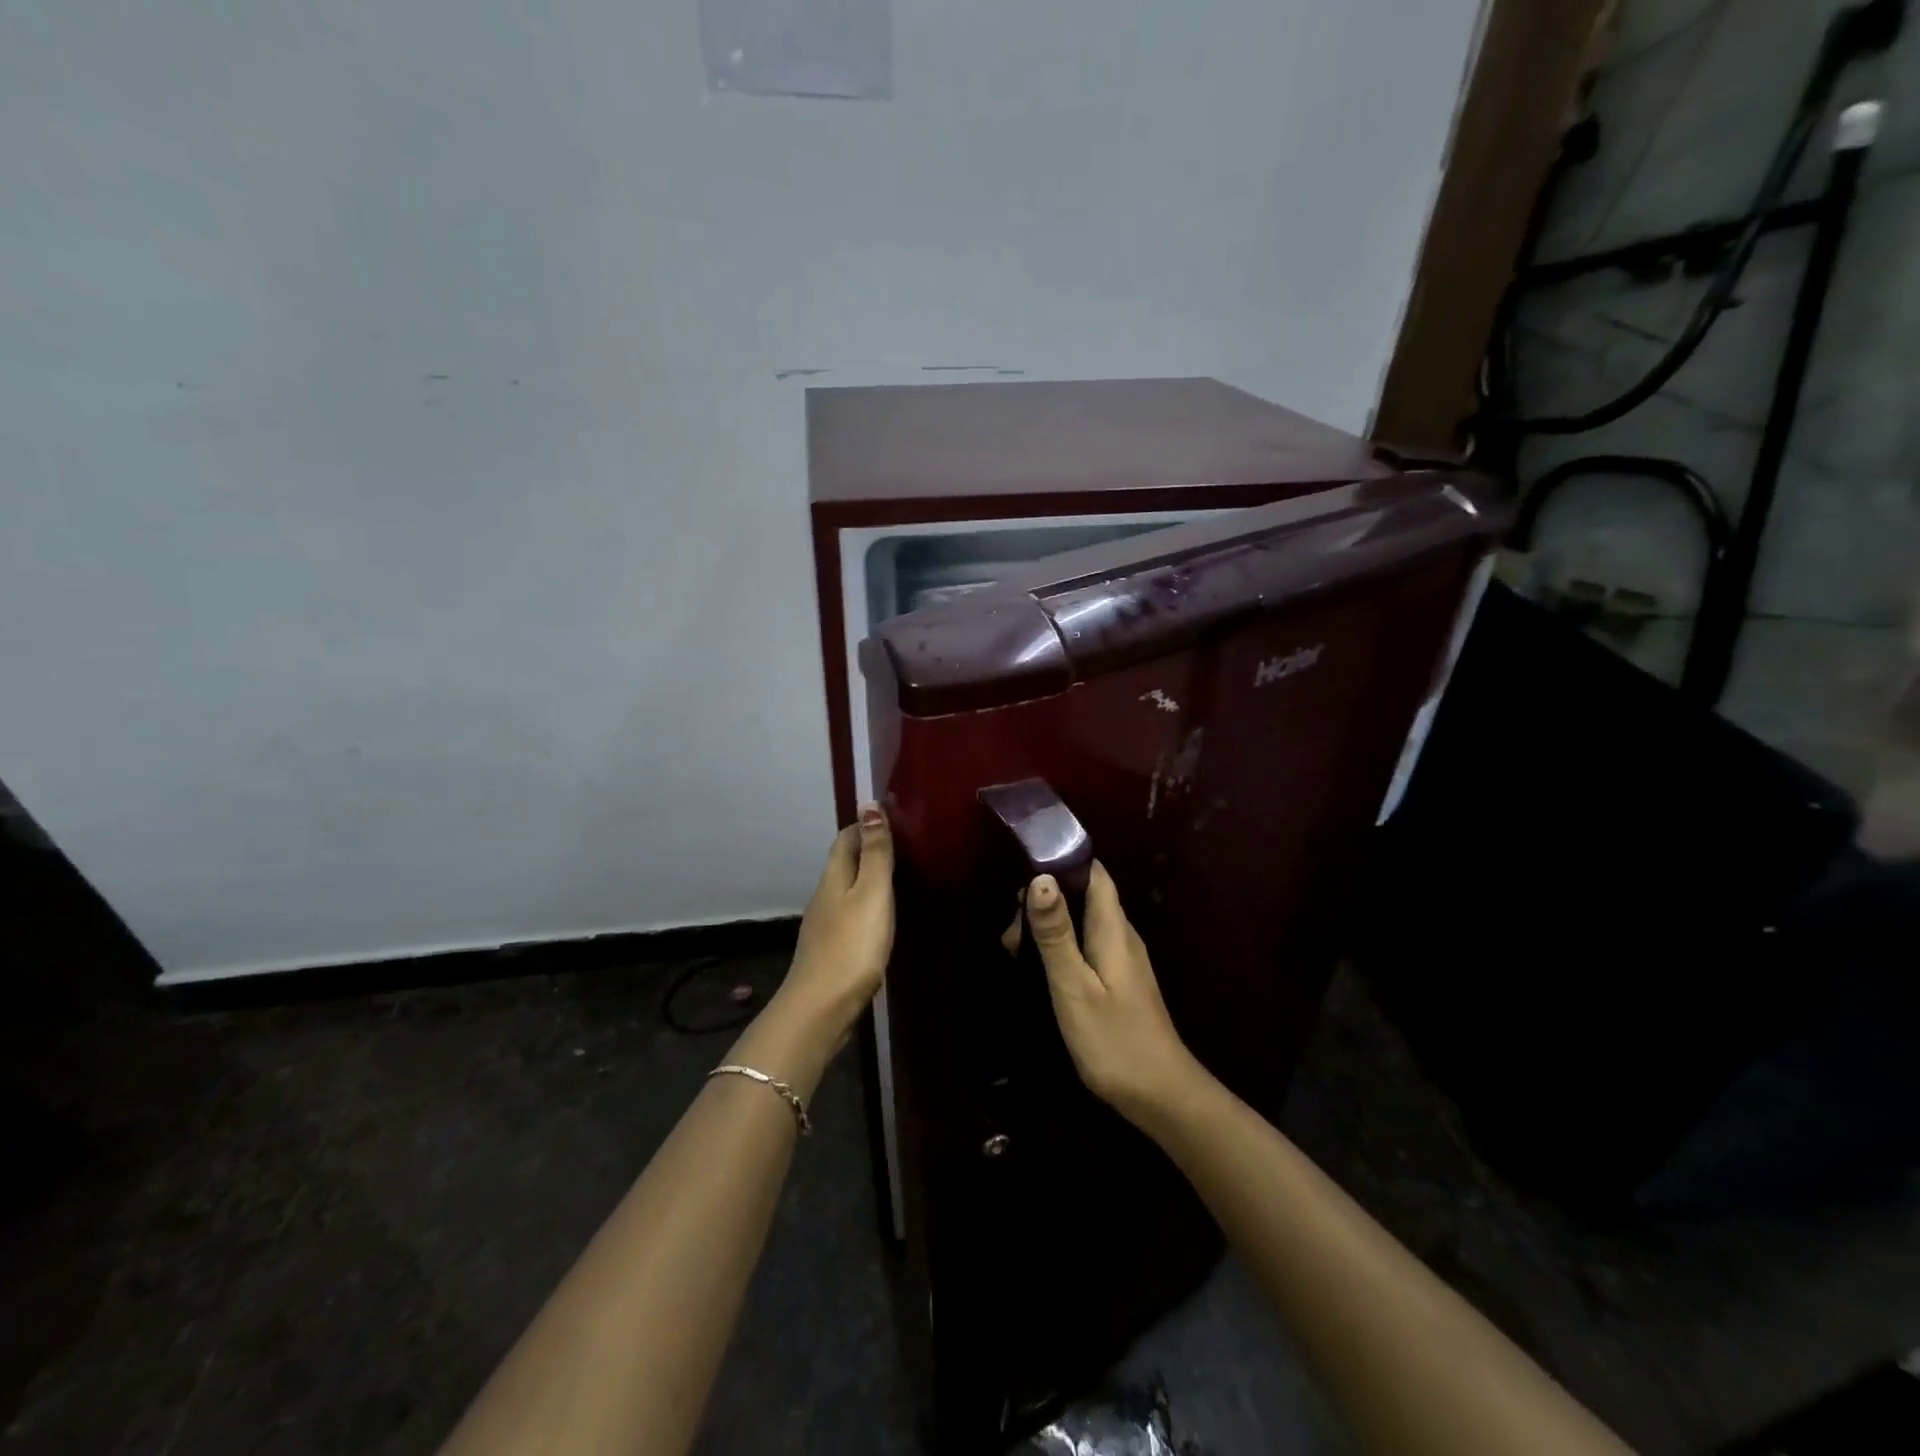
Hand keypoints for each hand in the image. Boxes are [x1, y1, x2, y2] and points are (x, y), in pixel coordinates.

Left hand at [781, 803, 894, 1040]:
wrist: (821, 1008)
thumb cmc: (852, 946)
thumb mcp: (871, 893)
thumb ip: (874, 853)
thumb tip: (868, 804)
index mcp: (834, 877)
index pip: (845, 838)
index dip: (864, 825)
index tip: (892, 819)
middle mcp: (824, 896)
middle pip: (844, 863)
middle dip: (867, 850)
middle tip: (903, 846)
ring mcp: (824, 925)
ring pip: (846, 890)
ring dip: (866, 880)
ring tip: (897, 879)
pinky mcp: (830, 951)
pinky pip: (849, 916)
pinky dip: (865, 907)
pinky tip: (879, 919)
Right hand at [1025, 862, 1201, 1123]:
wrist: (1161, 1096)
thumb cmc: (1115, 1040)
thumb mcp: (1075, 987)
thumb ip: (1056, 934)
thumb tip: (1040, 877)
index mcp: (1113, 928)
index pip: (1094, 872)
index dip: (1062, 861)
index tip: (1024, 868)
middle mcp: (1121, 935)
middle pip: (1084, 895)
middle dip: (1046, 899)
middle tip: (1010, 930)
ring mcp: (1123, 959)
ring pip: (1083, 921)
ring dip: (1050, 925)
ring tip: (1014, 948)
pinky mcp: (1119, 981)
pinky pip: (1087, 945)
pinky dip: (1061, 946)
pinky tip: (1040, 967)